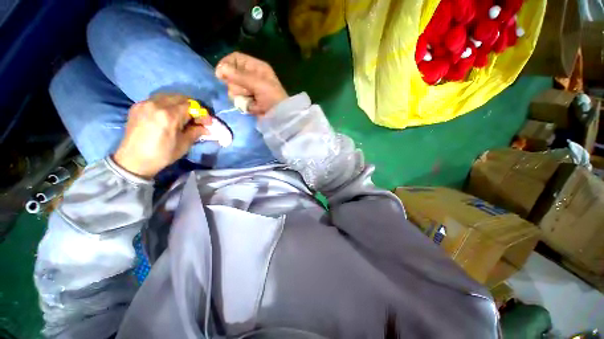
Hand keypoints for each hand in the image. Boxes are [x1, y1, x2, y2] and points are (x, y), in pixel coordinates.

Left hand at [113, 94, 210, 178]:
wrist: (133, 160)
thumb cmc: (162, 154)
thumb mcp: (184, 144)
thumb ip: (196, 131)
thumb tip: (206, 127)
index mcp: (169, 115)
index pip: (192, 106)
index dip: (202, 113)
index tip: (208, 122)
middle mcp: (156, 104)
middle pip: (181, 98)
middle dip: (193, 107)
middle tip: (197, 118)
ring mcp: (145, 103)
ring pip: (168, 96)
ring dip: (180, 104)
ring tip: (184, 115)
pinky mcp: (137, 106)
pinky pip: (156, 99)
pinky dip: (167, 104)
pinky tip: (169, 114)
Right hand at [215, 52, 287, 114]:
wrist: (279, 116)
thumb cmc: (272, 97)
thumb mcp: (257, 83)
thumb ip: (239, 76)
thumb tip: (220, 69)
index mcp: (256, 67)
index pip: (236, 59)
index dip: (226, 64)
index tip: (220, 74)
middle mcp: (251, 76)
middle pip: (231, 74)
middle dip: (237, 84)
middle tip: (247, 91)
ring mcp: (249, 89)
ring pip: (232, 88)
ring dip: (241, 95)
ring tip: (251, 99)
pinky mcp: (248, 100)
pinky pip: (237, 99)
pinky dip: (243, 103)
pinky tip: (251, 106)